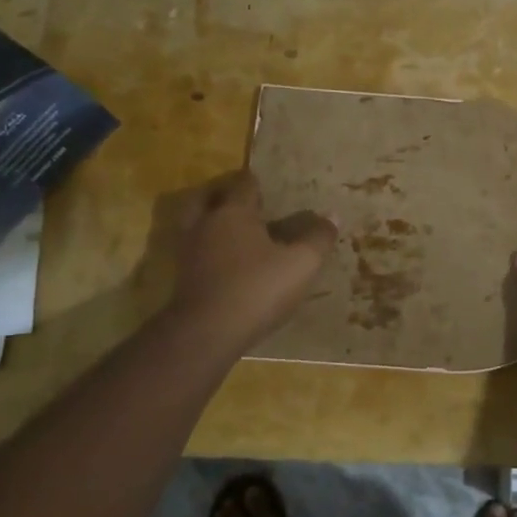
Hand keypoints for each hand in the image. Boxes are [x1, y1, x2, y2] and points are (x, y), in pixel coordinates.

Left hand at [169, 171, 336, 349]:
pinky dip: (208, 251)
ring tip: (235, 234)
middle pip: (208, 198)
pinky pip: (196, 253)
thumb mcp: (301, 264)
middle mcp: (205, 225)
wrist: (207, 333)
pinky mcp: (183, 278)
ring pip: (197, 225)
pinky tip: (226, 264)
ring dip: (212, 224)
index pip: (244, 185)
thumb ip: (318, 238)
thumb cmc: (257, 289)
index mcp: (233, 213)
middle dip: (225, 197)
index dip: (257, 183)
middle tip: (245, 205)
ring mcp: (189, 252)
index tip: (268, 186)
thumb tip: (333, 216)